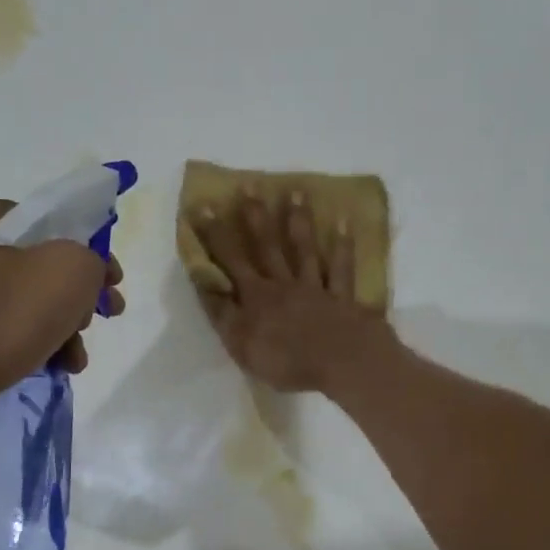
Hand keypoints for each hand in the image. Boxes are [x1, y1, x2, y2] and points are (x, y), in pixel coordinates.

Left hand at [0, 195, 124, 410]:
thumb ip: (91, 259)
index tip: (113, 284)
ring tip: (77, 358)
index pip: (57, 221)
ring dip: (63, 326)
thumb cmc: (0, 318)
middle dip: (80, 296)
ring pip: (30, 299)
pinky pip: (7, 325)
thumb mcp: (68, 272)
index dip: (94, 251)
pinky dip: (35, 341)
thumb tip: (85, 273)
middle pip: (45, 264)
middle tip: (100, 319)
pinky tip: (55, 366)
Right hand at [188, 189, 391, 394]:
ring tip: (296, 192)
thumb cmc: (286, 361)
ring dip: (299, 221)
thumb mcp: (241, 345)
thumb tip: (204, 283)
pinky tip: (345, 224)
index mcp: (256, 298)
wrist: (341, 363)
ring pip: (304, 250)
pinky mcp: (343, 298)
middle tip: (250, 185)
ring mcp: (315, 288)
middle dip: (255, 216)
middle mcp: (283, 285)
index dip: (215, 236)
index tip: (205, 207)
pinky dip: (343, 247)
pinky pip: (342, 268)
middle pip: (267, 247)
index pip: (230, 261)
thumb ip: (222, 314)